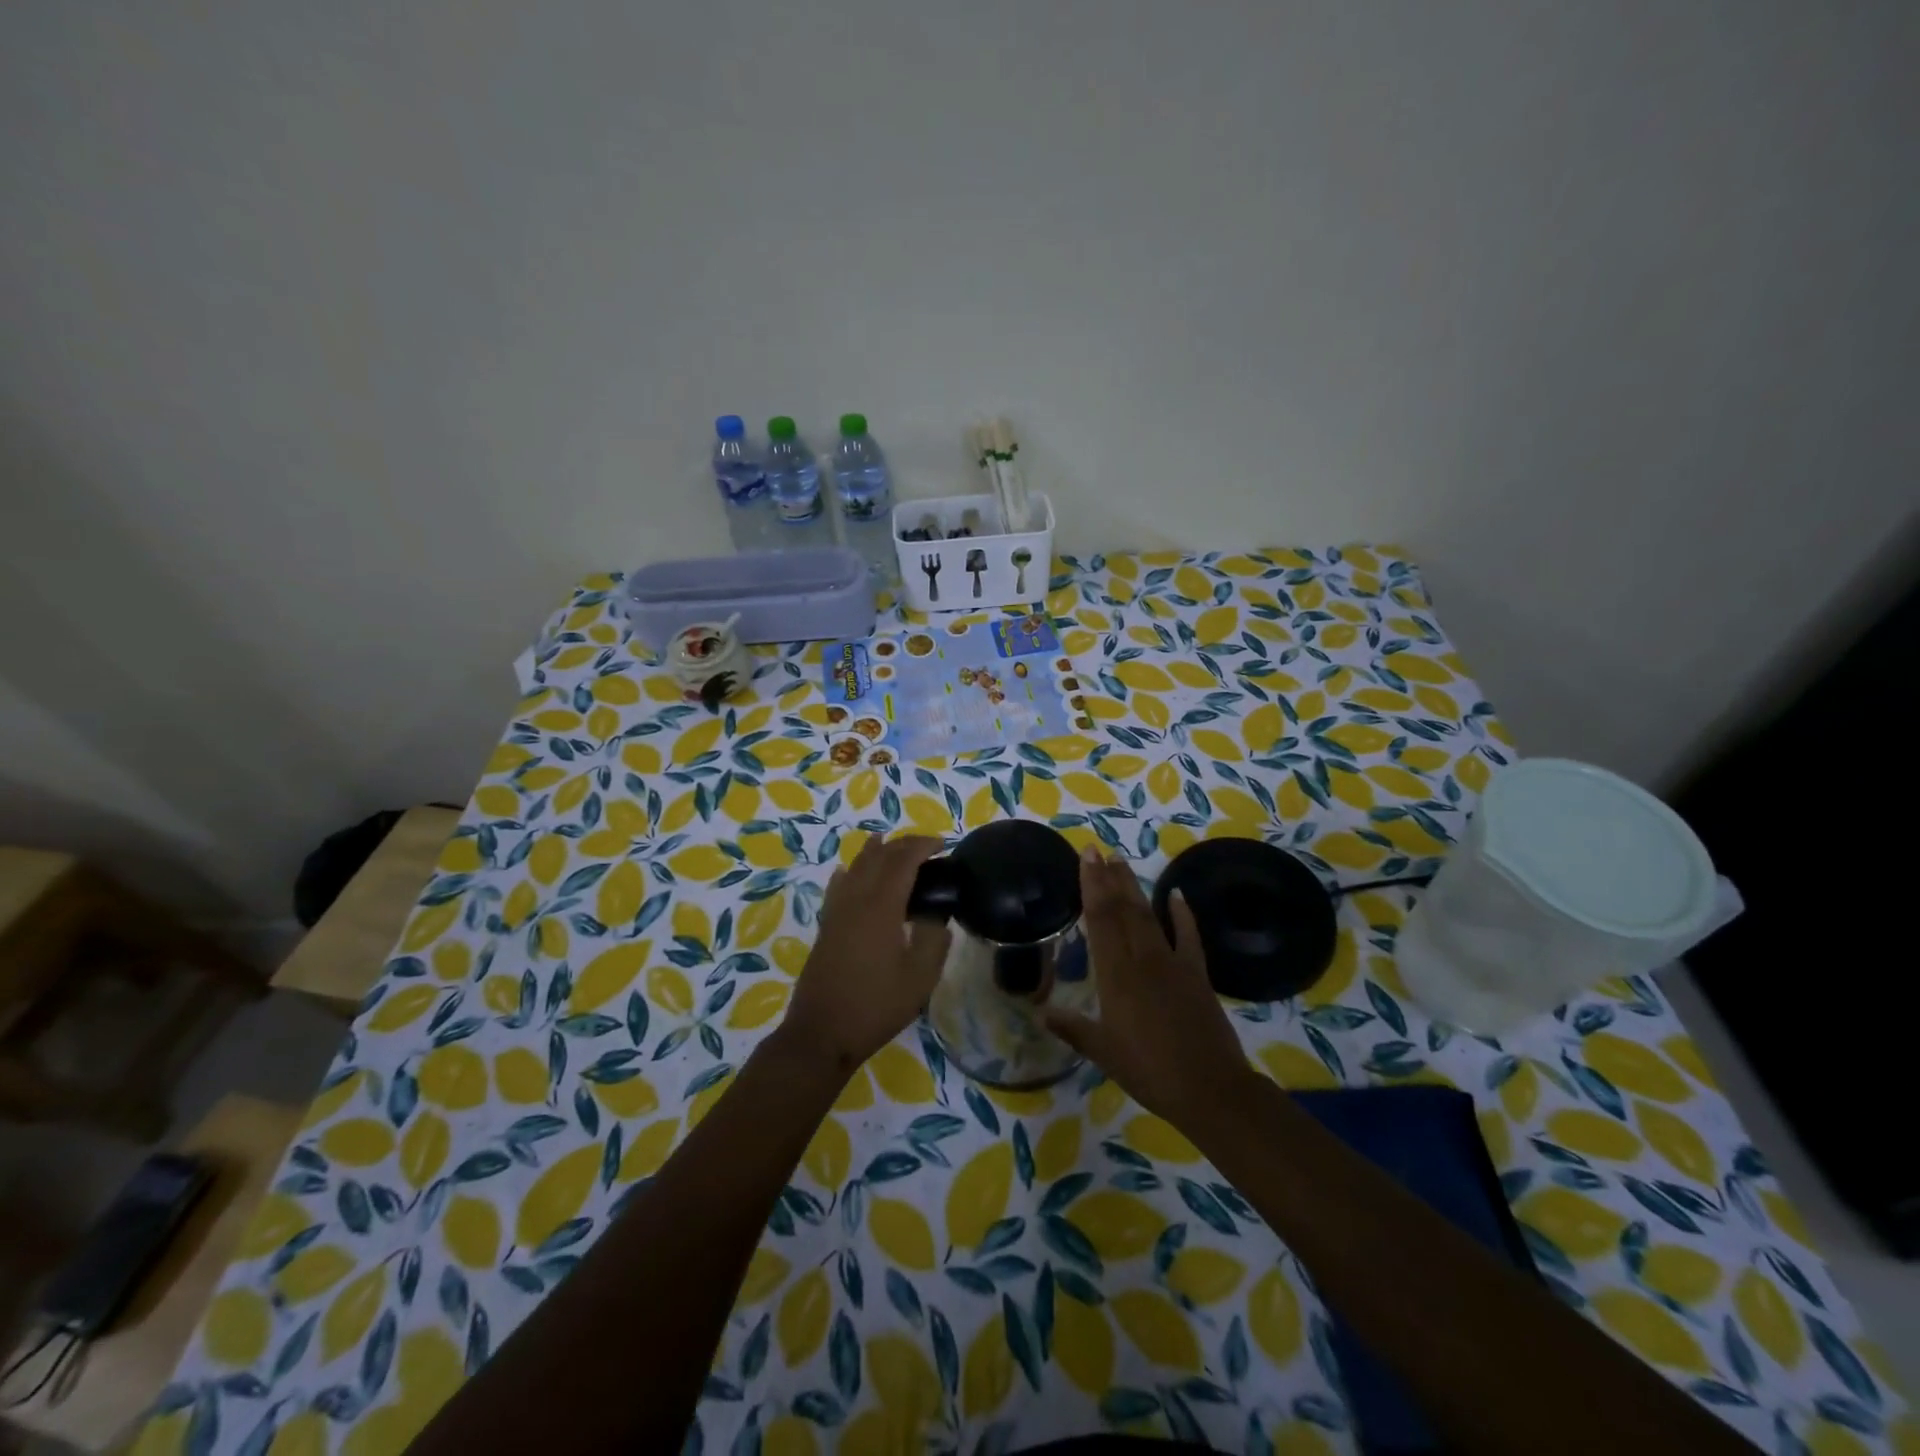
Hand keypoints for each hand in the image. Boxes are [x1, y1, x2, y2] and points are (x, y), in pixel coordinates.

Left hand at [781, 834, 951, 1073]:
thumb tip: (937, 917)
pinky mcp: (826, 926)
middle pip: (878, 857)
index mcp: (881, 907)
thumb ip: (933, 940)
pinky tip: (848, 872)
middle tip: (926, 846)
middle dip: (902, 844)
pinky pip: (837, 886)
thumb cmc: (876, 1006)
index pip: (902, 861)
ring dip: (875, 852)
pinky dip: (849, 872)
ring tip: (888, 843)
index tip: (943, 844)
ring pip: (854, 867)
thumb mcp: (919, 978)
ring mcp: (836, 912)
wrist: (822, 1032)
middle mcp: (855, 900)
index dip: (922, 846)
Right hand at [1044, 848, 1256, 1127]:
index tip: (1086, 858)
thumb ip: (1072, 1027)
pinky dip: (1182, 913)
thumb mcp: (1103, 1051)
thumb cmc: (1148, 1070)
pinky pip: (1188, 936)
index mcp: (1116, 975)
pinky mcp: (1197, 973)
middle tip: (1097, 850)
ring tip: (1121, 862)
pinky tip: (1176, 894)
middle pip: (1123, 909)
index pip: (1100, 919)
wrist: (1209, 1088)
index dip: (1091, 885)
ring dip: (1134, 887)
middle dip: (1108, 877)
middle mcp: (1142, 959)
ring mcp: (1173, 963)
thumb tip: (1041, 1012)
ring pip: (1149, 916)